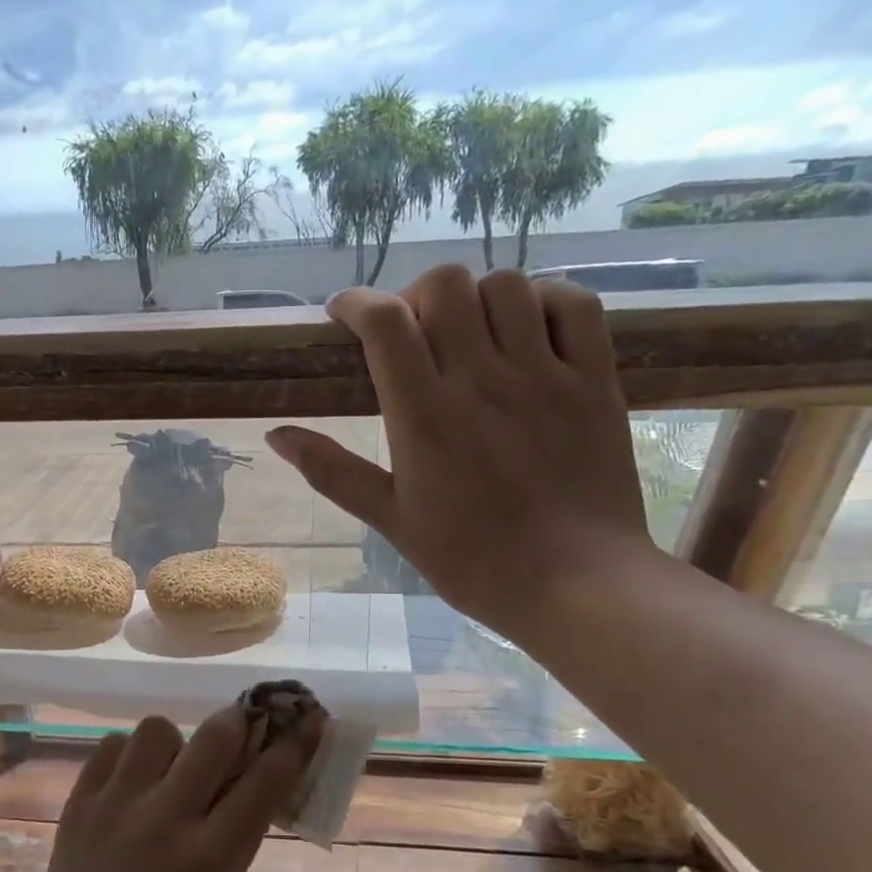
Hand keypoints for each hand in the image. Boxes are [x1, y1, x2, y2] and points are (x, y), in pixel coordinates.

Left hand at [28, 707, 321, 871]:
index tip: (308, 719)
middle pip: (213, 737)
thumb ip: (241, 833)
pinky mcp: (77, 803)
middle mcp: (161, 822)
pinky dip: (130, 758)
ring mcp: (113, 807)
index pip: (264, 783)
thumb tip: (262, 770)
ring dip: (175, 744)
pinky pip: (111, 747)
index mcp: (207, 859)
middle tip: (241, 727)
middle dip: (238, 723)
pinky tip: (132, 786)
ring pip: (156, 729)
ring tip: (169, 773)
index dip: (294, 744)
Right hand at [265, 265, 652, 644]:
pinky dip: (545, 299)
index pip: (385, 323)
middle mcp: (482, 381)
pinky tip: (527, 328)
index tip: (342, 313)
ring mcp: (545, 376)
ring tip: (468, 333)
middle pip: (444, 286)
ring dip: (475, 297)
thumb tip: (276, 435)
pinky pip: (576, 306)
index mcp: (424, 417)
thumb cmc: (472, 560)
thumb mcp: (391, 520)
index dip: (355, 303)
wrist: (576, 585)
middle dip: (413, 295)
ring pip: (506, 285)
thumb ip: (332, 471)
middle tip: (409, 331)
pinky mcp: (594, 382)